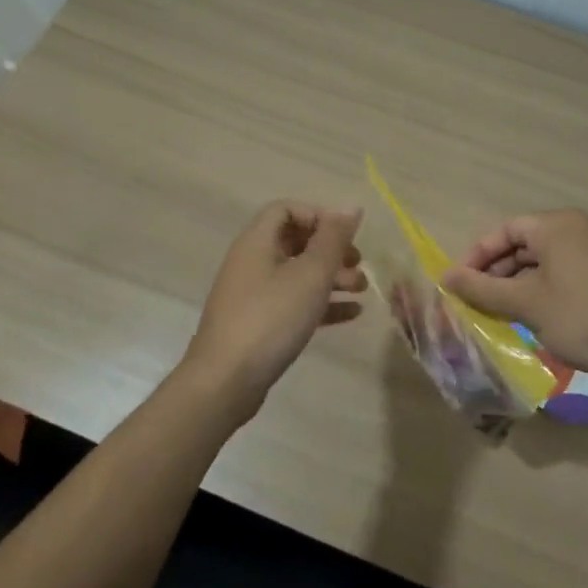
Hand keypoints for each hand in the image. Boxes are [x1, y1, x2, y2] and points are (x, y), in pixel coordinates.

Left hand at [180, 201, 366, 418]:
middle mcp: (252, 262)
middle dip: (331, 250)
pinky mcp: (259, 323)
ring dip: (331, 277)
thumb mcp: (310, 275)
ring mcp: (253, 294)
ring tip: (362, 290)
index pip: (287, 209)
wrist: (225, 381)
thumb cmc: (271, 318)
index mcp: (257, 242)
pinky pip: (294, 302)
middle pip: (296, 242)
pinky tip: (351, 314)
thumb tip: (351, 205)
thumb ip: (334, 239)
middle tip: (360, 264)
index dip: (318, 216)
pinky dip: (321, 303)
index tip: (345, 236)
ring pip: (298, 274)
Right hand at [441, 209, 587, 388]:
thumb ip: (482, 289)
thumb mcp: (526, 304)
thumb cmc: (582, 317)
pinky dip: (544, 290)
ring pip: (545, 261)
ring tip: (502, 313)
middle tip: (478, 302)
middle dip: (497, 272)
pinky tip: (537, 318)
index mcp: (556, 225)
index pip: (505, 229)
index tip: (459, 284)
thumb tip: (445, 277)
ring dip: (519, 284)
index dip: (477, 255)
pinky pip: (565, 273)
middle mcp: (578, 229)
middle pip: (524, 243)